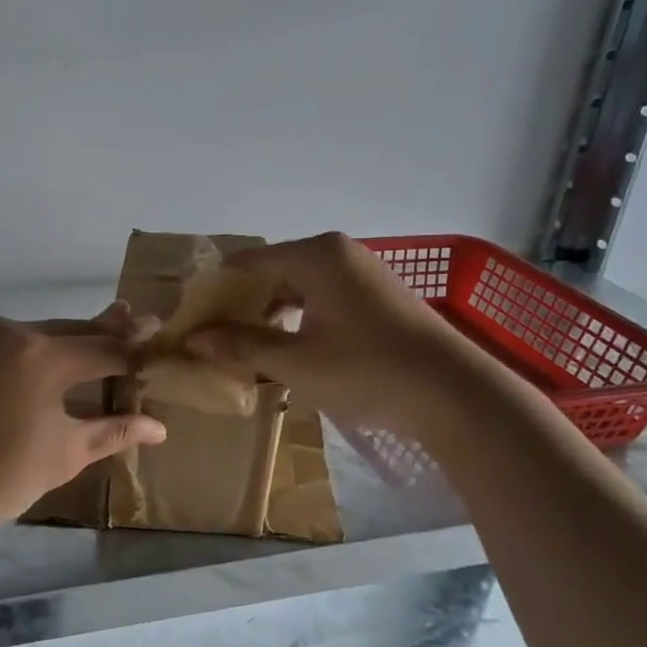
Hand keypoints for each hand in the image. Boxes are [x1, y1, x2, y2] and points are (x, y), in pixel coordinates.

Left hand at [0, 303, 166, 534]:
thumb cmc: (3, 475)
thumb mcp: (67, 452)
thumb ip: (114, 430)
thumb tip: (159, 427)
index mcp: (43, 356)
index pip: (105, 348)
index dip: (137, 348)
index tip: (164, 337)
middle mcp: (17, 333)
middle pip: (78, 331)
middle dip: (112, 332)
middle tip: (147, 323)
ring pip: (52, 332)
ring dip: (83, 337)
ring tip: (118, 326)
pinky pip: (28, 340)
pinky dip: (54, 345)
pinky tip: (74, 346)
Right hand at [183, 233, 455, 429]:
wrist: (455, 393)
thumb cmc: (368, 370)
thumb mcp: (296, 362)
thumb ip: (242, 346)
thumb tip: (193, 340)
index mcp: (315, 255)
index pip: (247, 263)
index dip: (216, 291)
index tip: (192, 321)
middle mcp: (338, 253)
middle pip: (273, 273)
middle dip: (242, 306)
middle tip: (215, 341)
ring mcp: (362, 273)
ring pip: (299, 288)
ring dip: (271, 317)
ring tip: (248, 351)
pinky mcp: (378, 297)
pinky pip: (323, 299)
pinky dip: (301, 321)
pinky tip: (291, 352)